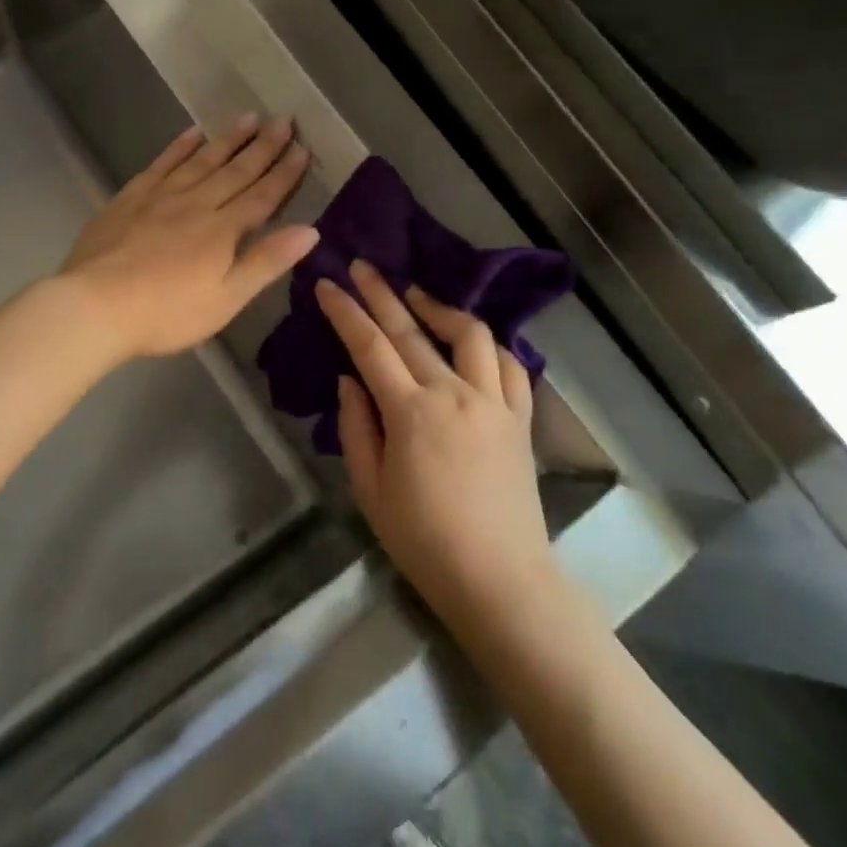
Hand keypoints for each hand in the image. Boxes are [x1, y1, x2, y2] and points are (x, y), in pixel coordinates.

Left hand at [61, 115, 319, 361]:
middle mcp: (196, 203)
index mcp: (223, 230)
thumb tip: (309, 230)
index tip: (303, 150)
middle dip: (263, 147)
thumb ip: (266, 262)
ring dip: (228, 139)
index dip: (285, 174)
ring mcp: (161, 196)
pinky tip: (192, 133)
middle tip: (283, 120)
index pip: (262, 196)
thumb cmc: (166, 313)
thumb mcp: (226, 298)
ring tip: (248, 117)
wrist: (96, 305)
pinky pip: (162, 163)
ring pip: (202, 160)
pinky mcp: (131, 197)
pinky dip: (180, 146)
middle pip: (236, 171)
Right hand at [317, 260, 554, 635]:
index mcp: (411, 412)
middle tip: (361, 266)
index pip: (370, 346)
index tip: (326, 285)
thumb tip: (350, 381)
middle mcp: (455, 393)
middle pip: (413, 330)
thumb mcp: (370, 490)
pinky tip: (471, 341)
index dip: (345, 312)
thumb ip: (356, 428)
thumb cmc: (424, 541)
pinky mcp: (520, 419)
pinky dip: (488, 345)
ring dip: (439, 308)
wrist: (500, 580)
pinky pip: (511, 366)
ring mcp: (494, 403)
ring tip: (416, 295)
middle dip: (381, 293)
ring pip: (470, 335)